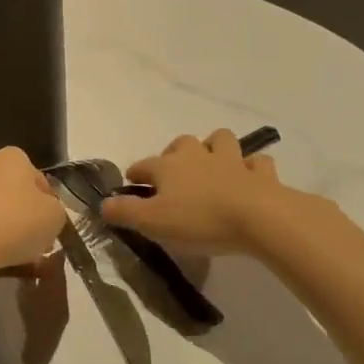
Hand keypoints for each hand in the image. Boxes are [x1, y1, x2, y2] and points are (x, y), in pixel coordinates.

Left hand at [0, 147, 68, 277]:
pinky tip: (1, 260)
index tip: (52, 224)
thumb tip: (45, 214)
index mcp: (12, 157)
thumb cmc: (17, 221)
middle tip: (40, 242)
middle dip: (29, 218)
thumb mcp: (56, 215)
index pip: (39, 179)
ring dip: (12, 232)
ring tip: (22, 257)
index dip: (49, 203)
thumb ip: (56, 210)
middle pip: (18, 196)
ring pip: (0, 214)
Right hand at [101, 129, 291, 254]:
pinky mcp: (261, 174)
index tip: (131, 184)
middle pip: (182, 143)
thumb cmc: (199, 220)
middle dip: (174, 153)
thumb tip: (102, 204)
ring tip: (211, 165)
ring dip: (214, 148)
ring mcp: (232, 161)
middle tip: (173, 174)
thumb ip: (124, 212)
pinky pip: (256, 163)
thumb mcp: (152, 222)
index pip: (144, 165)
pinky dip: (251, 168)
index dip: (135, 174)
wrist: (258, 218)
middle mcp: (198, 155)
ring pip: (221, 141)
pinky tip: (248, 179)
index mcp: (169, 166)